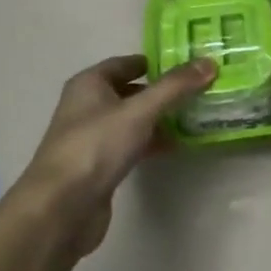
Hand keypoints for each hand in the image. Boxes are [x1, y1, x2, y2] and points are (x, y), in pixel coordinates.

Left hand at [14, 54, 215, 257]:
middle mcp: (87, 106)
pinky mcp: (99, 166)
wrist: (61, 208)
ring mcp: (92, 138)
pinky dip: (151, 142)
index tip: (189, 65)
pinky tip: (176, 146)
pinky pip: (131, 145)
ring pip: (132, 120)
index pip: (127, 63)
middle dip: (162, 91)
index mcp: (89, 84)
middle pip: (130, 91)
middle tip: (199, 90)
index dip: (156, 62)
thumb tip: (209, 62)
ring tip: (195, 117)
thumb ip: (175, 87)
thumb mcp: (139, 111)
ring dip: (159, 118)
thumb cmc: (96, 146)